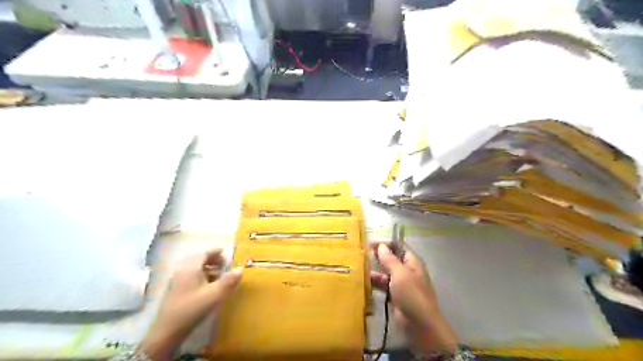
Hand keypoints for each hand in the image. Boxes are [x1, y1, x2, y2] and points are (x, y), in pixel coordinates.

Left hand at [139, 247, 242, 360]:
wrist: (168, 330)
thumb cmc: (193, 308)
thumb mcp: (215, 294)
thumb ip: (229, 281)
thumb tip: (240, 269)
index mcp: (191, 267)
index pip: (204, 253)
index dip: (215, 252)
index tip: (225, 252)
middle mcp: (182, 270)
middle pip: (198, 259)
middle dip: (211, 260)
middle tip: (224, 264)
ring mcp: (177, 280)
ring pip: (193, 268)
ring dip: (206, 268)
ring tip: (218, 275)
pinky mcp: (175, 290)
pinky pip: (189, 276)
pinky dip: (200, 275)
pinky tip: (207, 285)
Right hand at [369, 243, 459, 352]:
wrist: (419, 324)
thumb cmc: (411, 294)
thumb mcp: (400, 273)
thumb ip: (389, 259)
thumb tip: (381, 246)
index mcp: (412, 263)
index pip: (399, 247)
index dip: (386, 244)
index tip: (371, 244)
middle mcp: (407, 271)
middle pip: (392, 259)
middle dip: (379, 256)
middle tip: (363, 254)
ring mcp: (401, 284)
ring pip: (386, 273)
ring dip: (376, 270)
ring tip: (361, 267)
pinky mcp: (395, 296)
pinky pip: (384, 285)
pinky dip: (376, 282)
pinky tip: (365, 281)